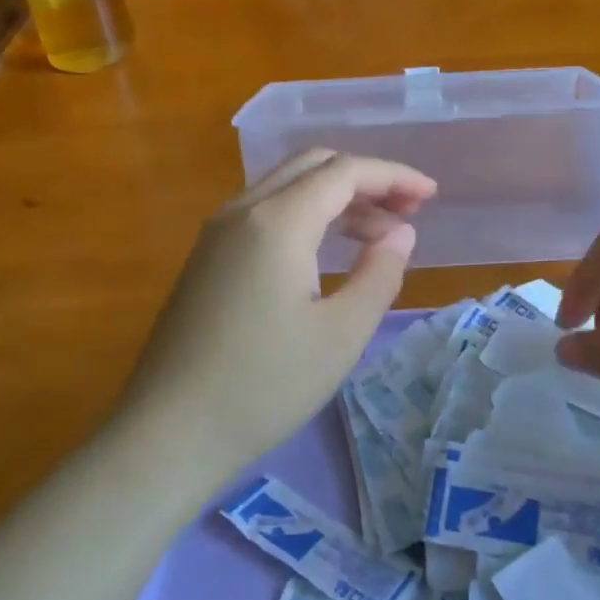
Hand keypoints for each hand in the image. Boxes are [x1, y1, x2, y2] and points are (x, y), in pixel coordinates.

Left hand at [115, 150, 436, 474]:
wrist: (168, 432)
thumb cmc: (264, 385)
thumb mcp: (341, 334)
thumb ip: (379, 273)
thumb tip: (401, 233)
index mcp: (276, 221)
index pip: (345, 172)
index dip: (394, 176)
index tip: (431, 196)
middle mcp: (242, 210)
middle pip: (313, 166)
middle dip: (366, 180)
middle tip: (407, 212)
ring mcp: (217, 232)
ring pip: (287, 187)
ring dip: (337, 198)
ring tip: (378, 236)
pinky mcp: (207, 257)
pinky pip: (265, 212)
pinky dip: (307, 216)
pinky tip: (328, 252)